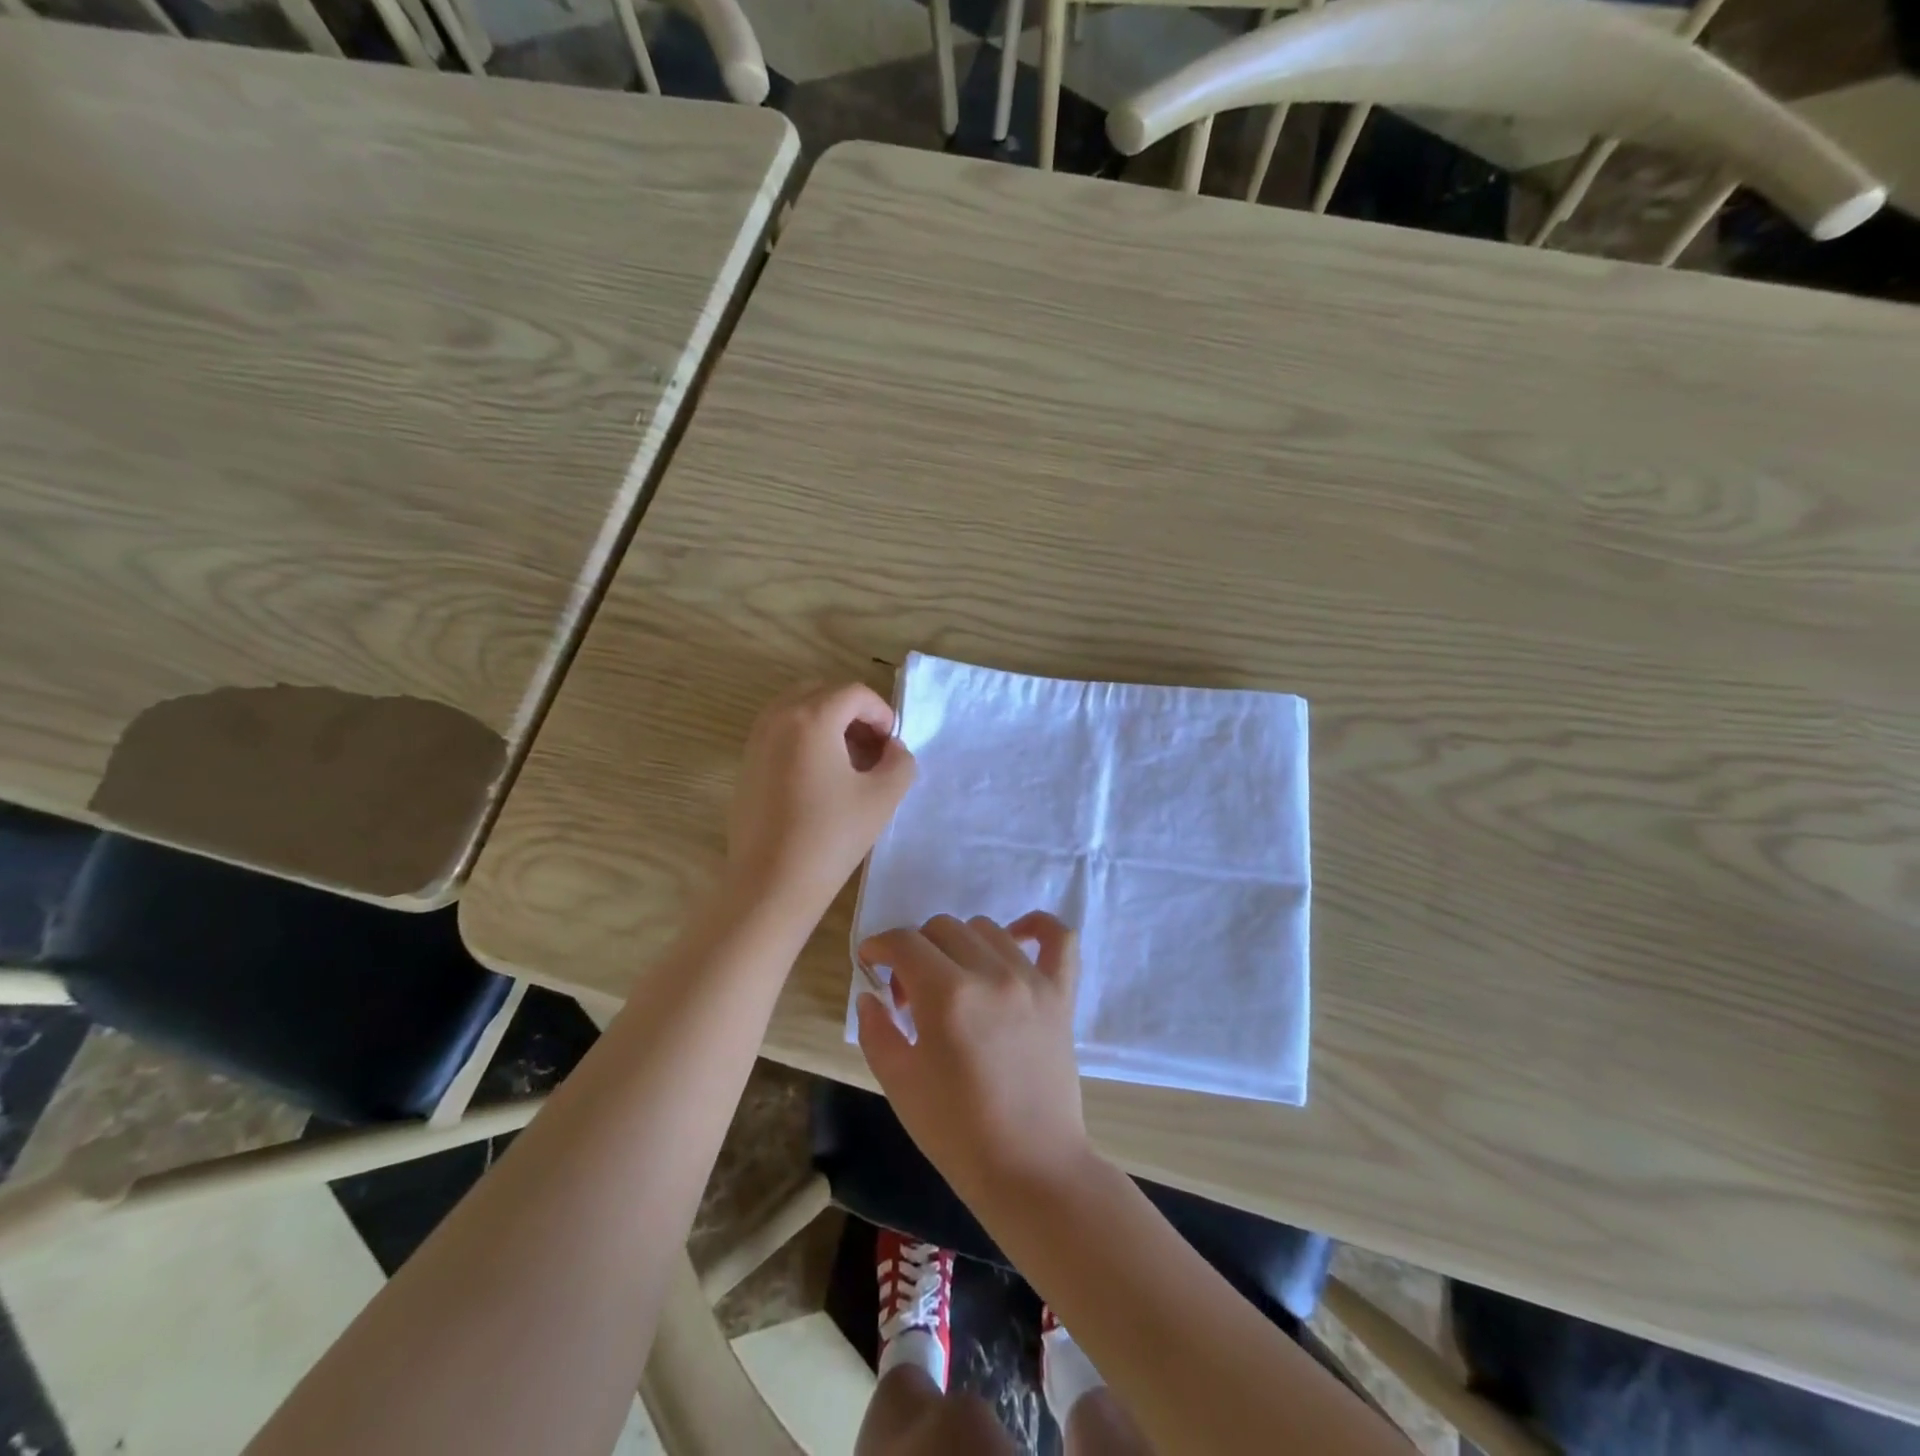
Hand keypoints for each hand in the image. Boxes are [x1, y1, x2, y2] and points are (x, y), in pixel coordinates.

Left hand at [725, 681, 915, 919]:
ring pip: (799, 710)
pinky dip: (806, 739)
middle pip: (823, 693)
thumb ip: (900, 761)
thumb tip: (892, 748)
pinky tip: (821, 779)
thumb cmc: (831, 836)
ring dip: (829, 724)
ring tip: (849, 763)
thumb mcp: (883, 797)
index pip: (854, 693)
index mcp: (811, 718)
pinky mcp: (746, 764)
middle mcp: (778, 718)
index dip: (881, 713)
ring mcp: (756, 740)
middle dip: (853, 713)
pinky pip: (781, 732)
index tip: (893, 744)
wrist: (771, 884)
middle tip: (873, 748)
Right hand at [856, 913, 1090, 1205]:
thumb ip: (876, 1029)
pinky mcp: (1061, 995)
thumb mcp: (898, 1083)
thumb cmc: (956, 1132)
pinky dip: (1035, 927)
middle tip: (910, 993)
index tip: (870, 963)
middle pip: (942, 928)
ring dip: (959, 945)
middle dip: (915, 950)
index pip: (904, 941)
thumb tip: (870, 994)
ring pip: (985, 929)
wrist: (1030, 1169)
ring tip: (953, 982)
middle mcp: (990, 973)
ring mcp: (1031, 980)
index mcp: (946, 995)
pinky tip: (1015, 939)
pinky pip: (1059, 938)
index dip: (879, 946)